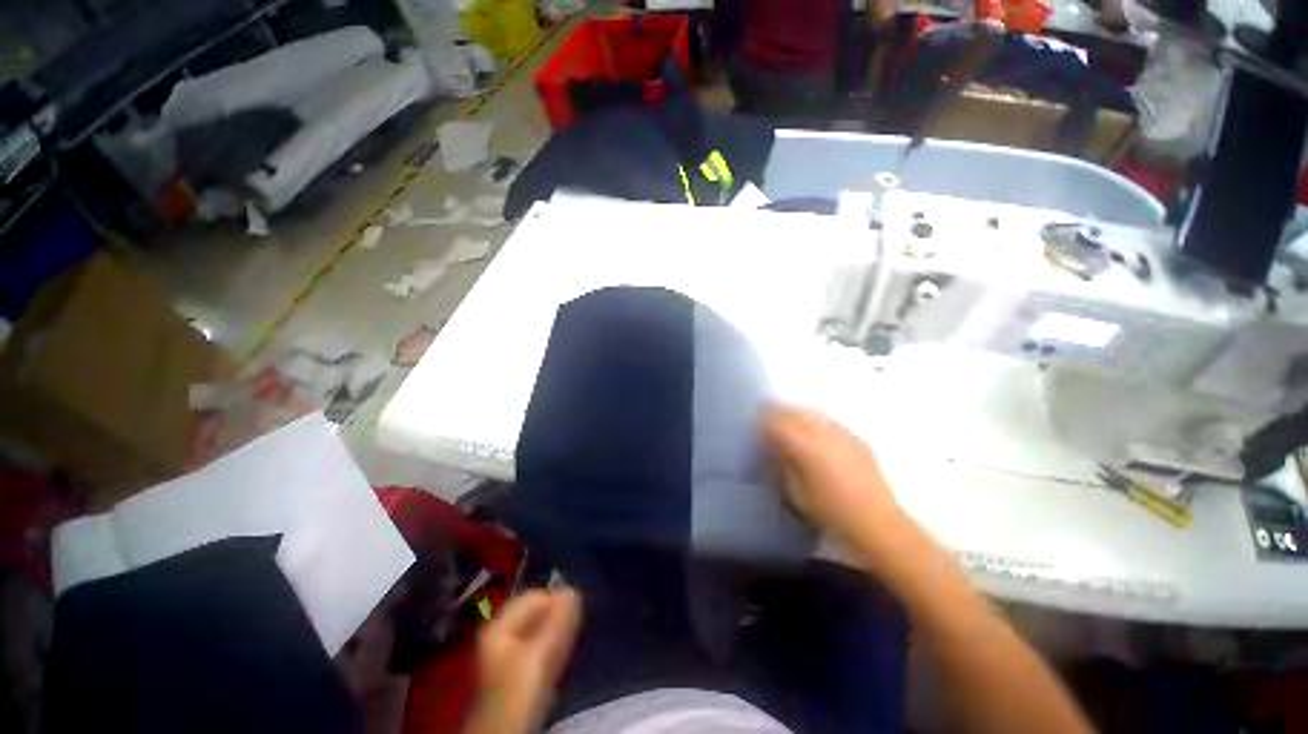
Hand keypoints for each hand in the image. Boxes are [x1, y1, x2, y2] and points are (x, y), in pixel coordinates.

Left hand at [465, 590, 581, 733]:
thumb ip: (558, 622)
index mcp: (499, 624)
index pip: (536, 596)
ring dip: (557, 635)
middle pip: (536, 613)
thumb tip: (574, 590)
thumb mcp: (540, 655)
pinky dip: (552, 651)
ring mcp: (506, 654)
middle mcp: (500, 634)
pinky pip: (539, 648)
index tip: (575, 619)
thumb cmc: (519, 693)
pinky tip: (558, 664)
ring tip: (567, 650)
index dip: (557, 603)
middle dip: (557, 620)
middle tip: (573, 635)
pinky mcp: (515, 672)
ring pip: (540, 631)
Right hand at [763, 406, 914, 562]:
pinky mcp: (855, 438)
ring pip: (810, 412)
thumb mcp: (796, 491)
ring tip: (788, 427)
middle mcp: (823, 431)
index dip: (762, 420)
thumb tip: (773, 444)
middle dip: (777, 413)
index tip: (753, 426)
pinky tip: (814, 436)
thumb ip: (782, 462)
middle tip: (766, 423)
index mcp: (805, 444)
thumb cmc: (830, 512)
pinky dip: (814, 423)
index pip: (776, 420)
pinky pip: (827, 421)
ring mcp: (842, 432)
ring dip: (795, 415)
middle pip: (793, 411)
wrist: (877, 524)